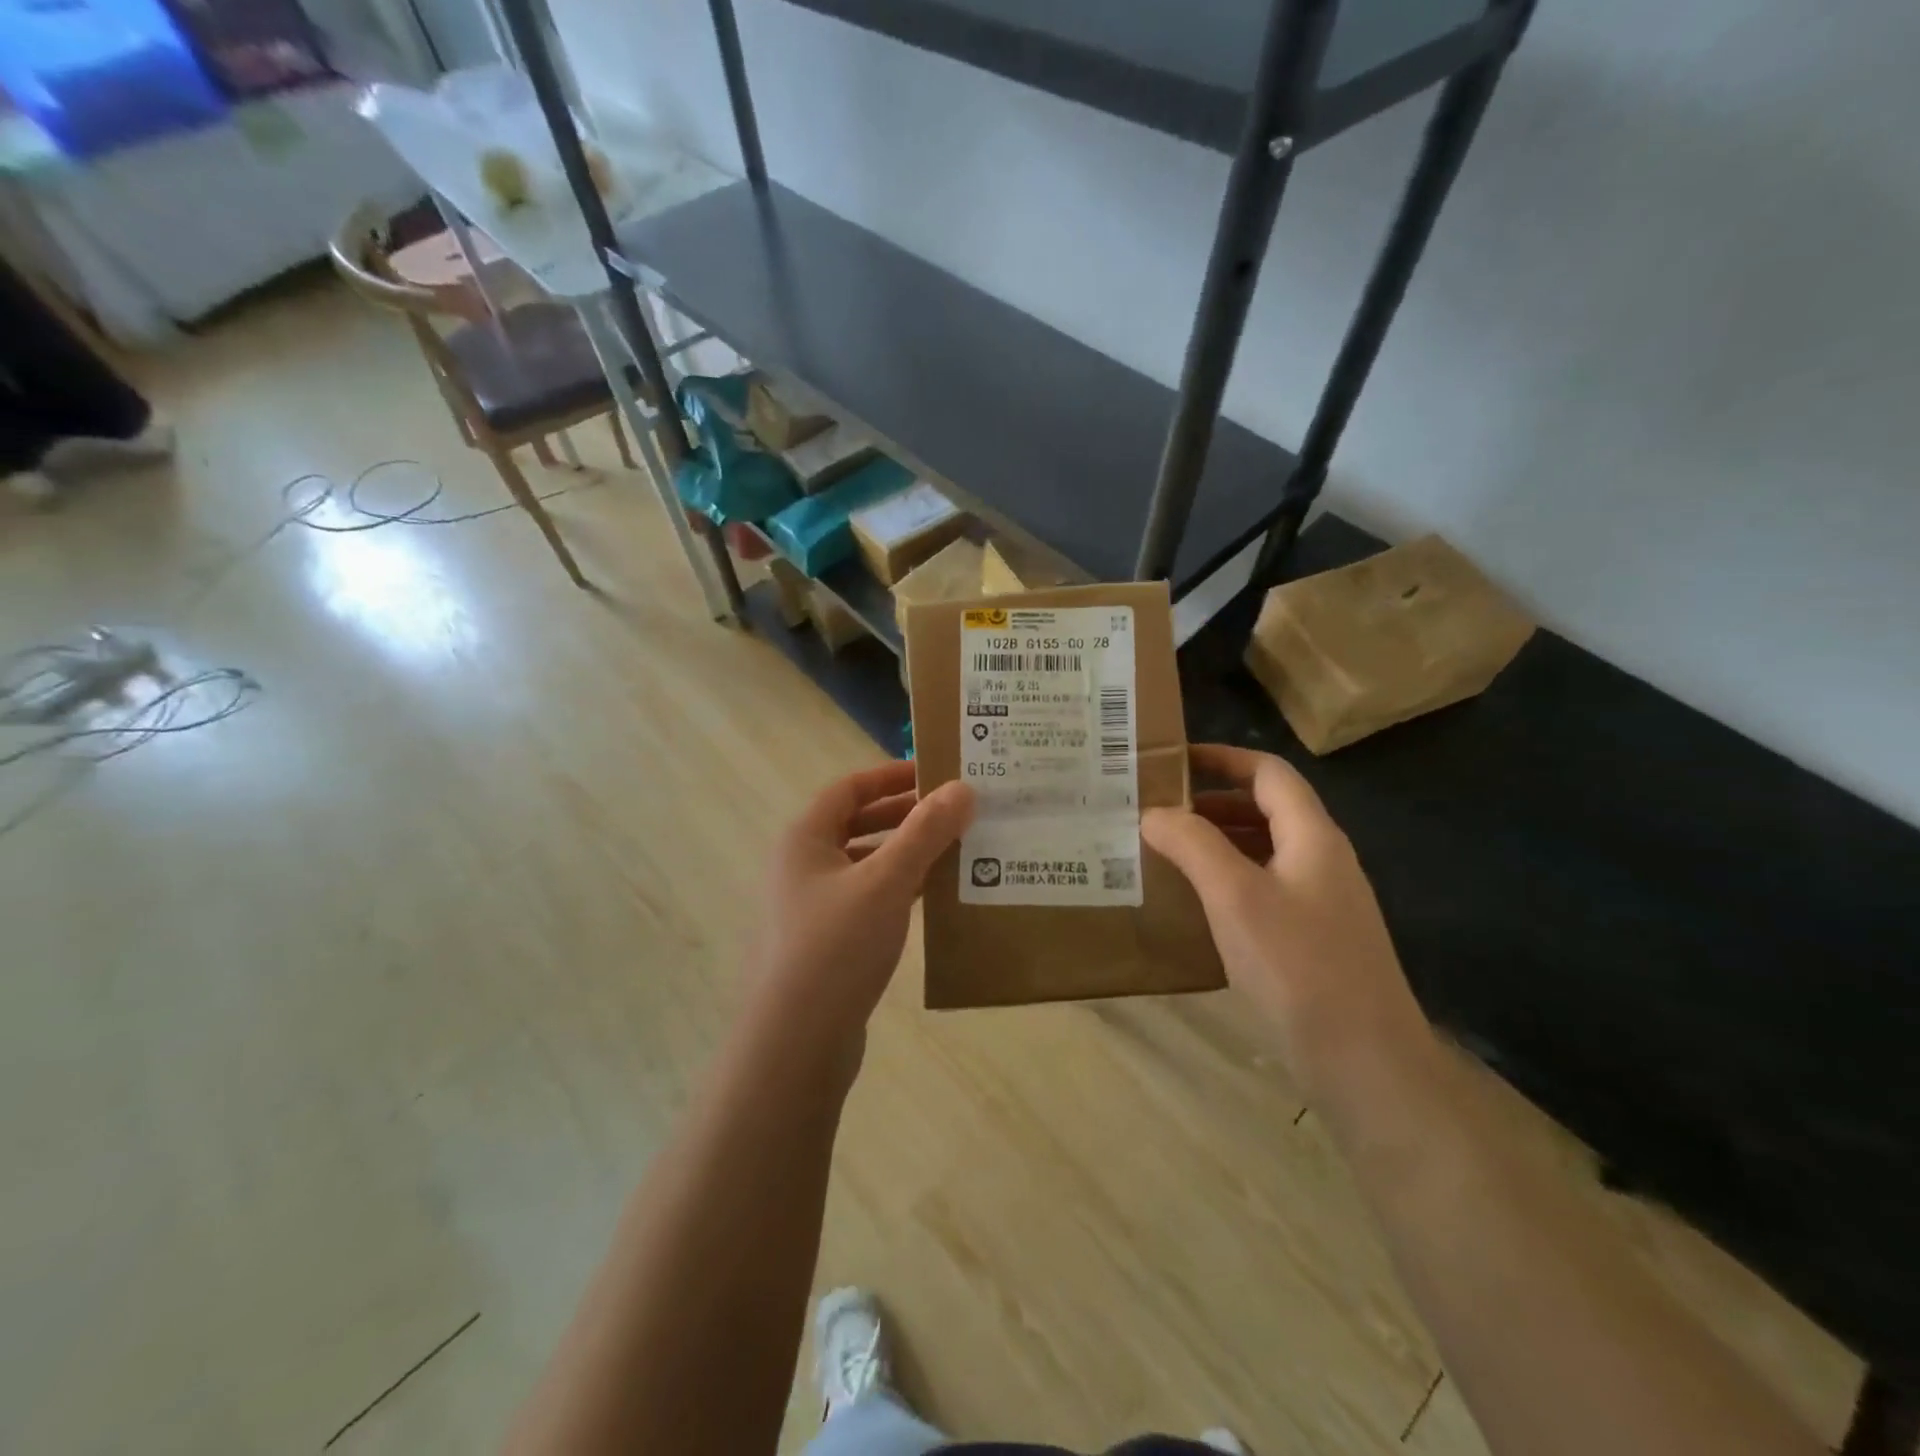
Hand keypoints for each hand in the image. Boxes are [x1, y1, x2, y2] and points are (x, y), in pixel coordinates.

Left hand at [747, 761, 972, 1062]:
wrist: (796, 1043)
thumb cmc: (836, 947)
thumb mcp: (886, 881)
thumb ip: (925, 832)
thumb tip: (962, 788)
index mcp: (804, 839)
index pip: (850, 788)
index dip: (892, 775)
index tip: (937, 774)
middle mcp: (802, 865)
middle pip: (857, 824)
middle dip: (904, 815)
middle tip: (954, 812)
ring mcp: (812, 906)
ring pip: (865, 863)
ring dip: (905, 854)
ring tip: (954, 851)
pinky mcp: (827, 941)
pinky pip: (868, 899)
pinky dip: (898, 890)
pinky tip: (932, 897)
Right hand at [1144, 744, 1432, 1099]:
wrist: (1366, 1062)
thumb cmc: (1298, 966)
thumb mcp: (1235, 896)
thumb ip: (1193, 845)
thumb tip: (1155, 812)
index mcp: (1313, 836)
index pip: (1268, 773)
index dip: (1223, 758)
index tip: (1174, 761)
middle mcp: (1323, 859)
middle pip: (1267, 808)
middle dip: (1213, 802)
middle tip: (1158, 809)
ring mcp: (1322, 902)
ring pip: (1265, 850)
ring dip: (1218, 841)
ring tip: (1167, 850)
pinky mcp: (1314, 939)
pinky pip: (1266, 888)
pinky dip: (1229, 879)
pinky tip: (1198, 903)